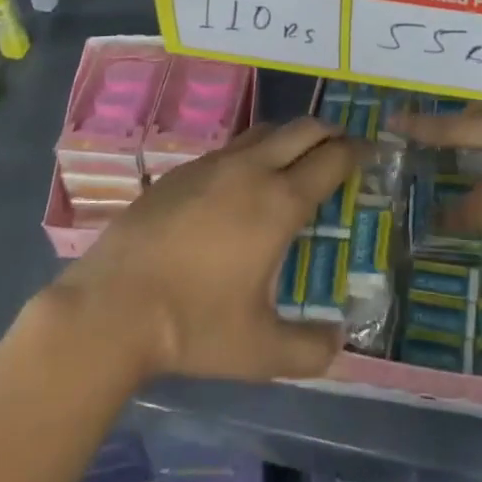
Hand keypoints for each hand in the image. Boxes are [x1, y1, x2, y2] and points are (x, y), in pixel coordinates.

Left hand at [49, 119, 359, 382]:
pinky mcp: (181, 171)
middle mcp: (251, 171)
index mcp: (279, 203)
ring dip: (290, 136)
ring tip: (297, 158)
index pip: (331, 160)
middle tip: (343, 148)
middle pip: (302, 130)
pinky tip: (244, 181)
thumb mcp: (260, 351)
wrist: (110, 308)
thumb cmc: (193, 326)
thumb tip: (338, 341)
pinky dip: (253, 151)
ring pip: (264, 131)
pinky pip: (231, 147)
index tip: (371, 152)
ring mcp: (212, 165)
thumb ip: (309, 349)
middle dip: (330, 133)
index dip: (357, 152)